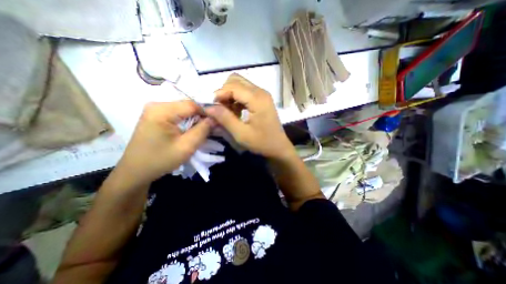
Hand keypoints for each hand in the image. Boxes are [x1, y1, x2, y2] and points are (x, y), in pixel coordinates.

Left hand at [115, 100, 211, 186]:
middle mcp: (156, 105)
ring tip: (201, 130)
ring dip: (194, 119)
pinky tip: (190, 130)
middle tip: (209, 129)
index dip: (206, 112)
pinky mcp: (155, 115)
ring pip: (183, 109)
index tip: (215, 123)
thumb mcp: (186, 147)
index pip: (192, 104)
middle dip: (200, 116)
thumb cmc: (161, 160)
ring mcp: (154, 109)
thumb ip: (203, 130)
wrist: (136, 171)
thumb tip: (215, 118)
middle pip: (187, 106)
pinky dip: (187, 120)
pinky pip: (177, 114)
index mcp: (162, 111)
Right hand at [207, 73, 297, 160]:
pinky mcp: (262, 99)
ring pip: (240, 84)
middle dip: (224, 92)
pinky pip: (245, 92)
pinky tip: (236, 111)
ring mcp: (262, 94)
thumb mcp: (241, 134)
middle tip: (220, 109)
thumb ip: (225, 118)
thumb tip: (208, 107)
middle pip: (236, 80)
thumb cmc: (262, 142)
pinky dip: (236, 98)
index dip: (219, 94)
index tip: (211, 107)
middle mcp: (261, 92)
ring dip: (230, 95)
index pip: (233, 86)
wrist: (278, 147)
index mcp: (257, 99)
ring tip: (227, 111)